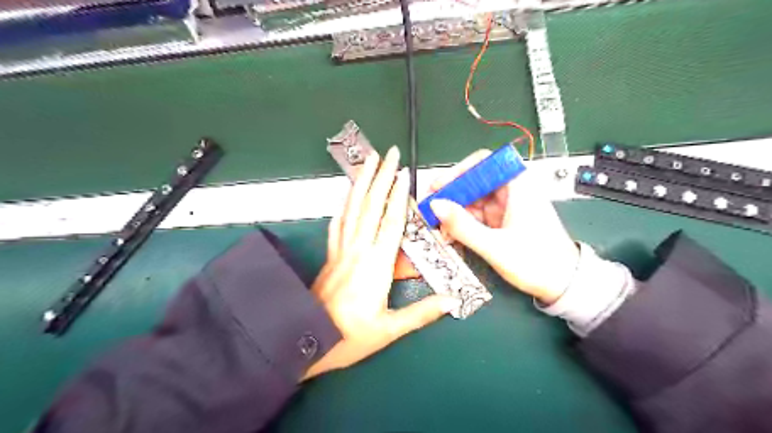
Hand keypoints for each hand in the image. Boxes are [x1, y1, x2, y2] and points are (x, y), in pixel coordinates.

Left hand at [305, 147, 460, 378]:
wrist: (307, 342)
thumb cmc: (351, 336)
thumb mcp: (390, 329)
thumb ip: (421, 313)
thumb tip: (452, 301)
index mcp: (376, 265)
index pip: (390, 222)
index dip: (398, 196)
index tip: (403, 173)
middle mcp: (358, 251)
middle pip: (370, 207)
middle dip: (380, 177)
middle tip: (388, 154)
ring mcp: (341, 250)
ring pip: (351, 209)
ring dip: (361, 183)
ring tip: (367, 162)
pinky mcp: (331, 255)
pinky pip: (337, 224)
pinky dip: (342, 205)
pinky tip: (345, 195)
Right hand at [429, 150, 577, 301]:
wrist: (564, 285)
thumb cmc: (537, 262)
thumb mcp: (495, 246)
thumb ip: (463, 226)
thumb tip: (435, 206)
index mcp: (518, 185)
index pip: (483, 162)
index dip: (458, 171)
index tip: (438, 186)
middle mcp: (511, 191)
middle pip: (474, 181)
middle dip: (451, 194)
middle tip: (430, 207)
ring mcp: (506, 206)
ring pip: (473, 199)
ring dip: (454, 211)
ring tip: (436, 225)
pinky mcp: (502, 220)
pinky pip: (477, 215)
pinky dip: (462, 222)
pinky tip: (450, 233)